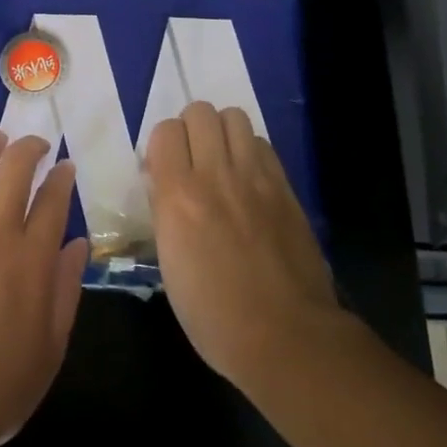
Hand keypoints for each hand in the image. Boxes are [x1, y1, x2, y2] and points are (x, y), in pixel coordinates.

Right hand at [146, 102, 345, 389]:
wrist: (285, 335)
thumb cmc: (212, 314)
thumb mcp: (169, 264)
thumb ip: (165, 213)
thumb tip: (164, 186)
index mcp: (178, 196)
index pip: (164, 131)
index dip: (161, 145)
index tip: (162, 169)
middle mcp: (216, 175)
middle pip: (200, 111)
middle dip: (190, 129)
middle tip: (191, 159)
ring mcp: (256, 178)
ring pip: (235, 117)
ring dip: (222, 132)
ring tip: (221, 161)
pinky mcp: (285, 188)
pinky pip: (262, 144)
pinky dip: (250, 151)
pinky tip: (248, 179)